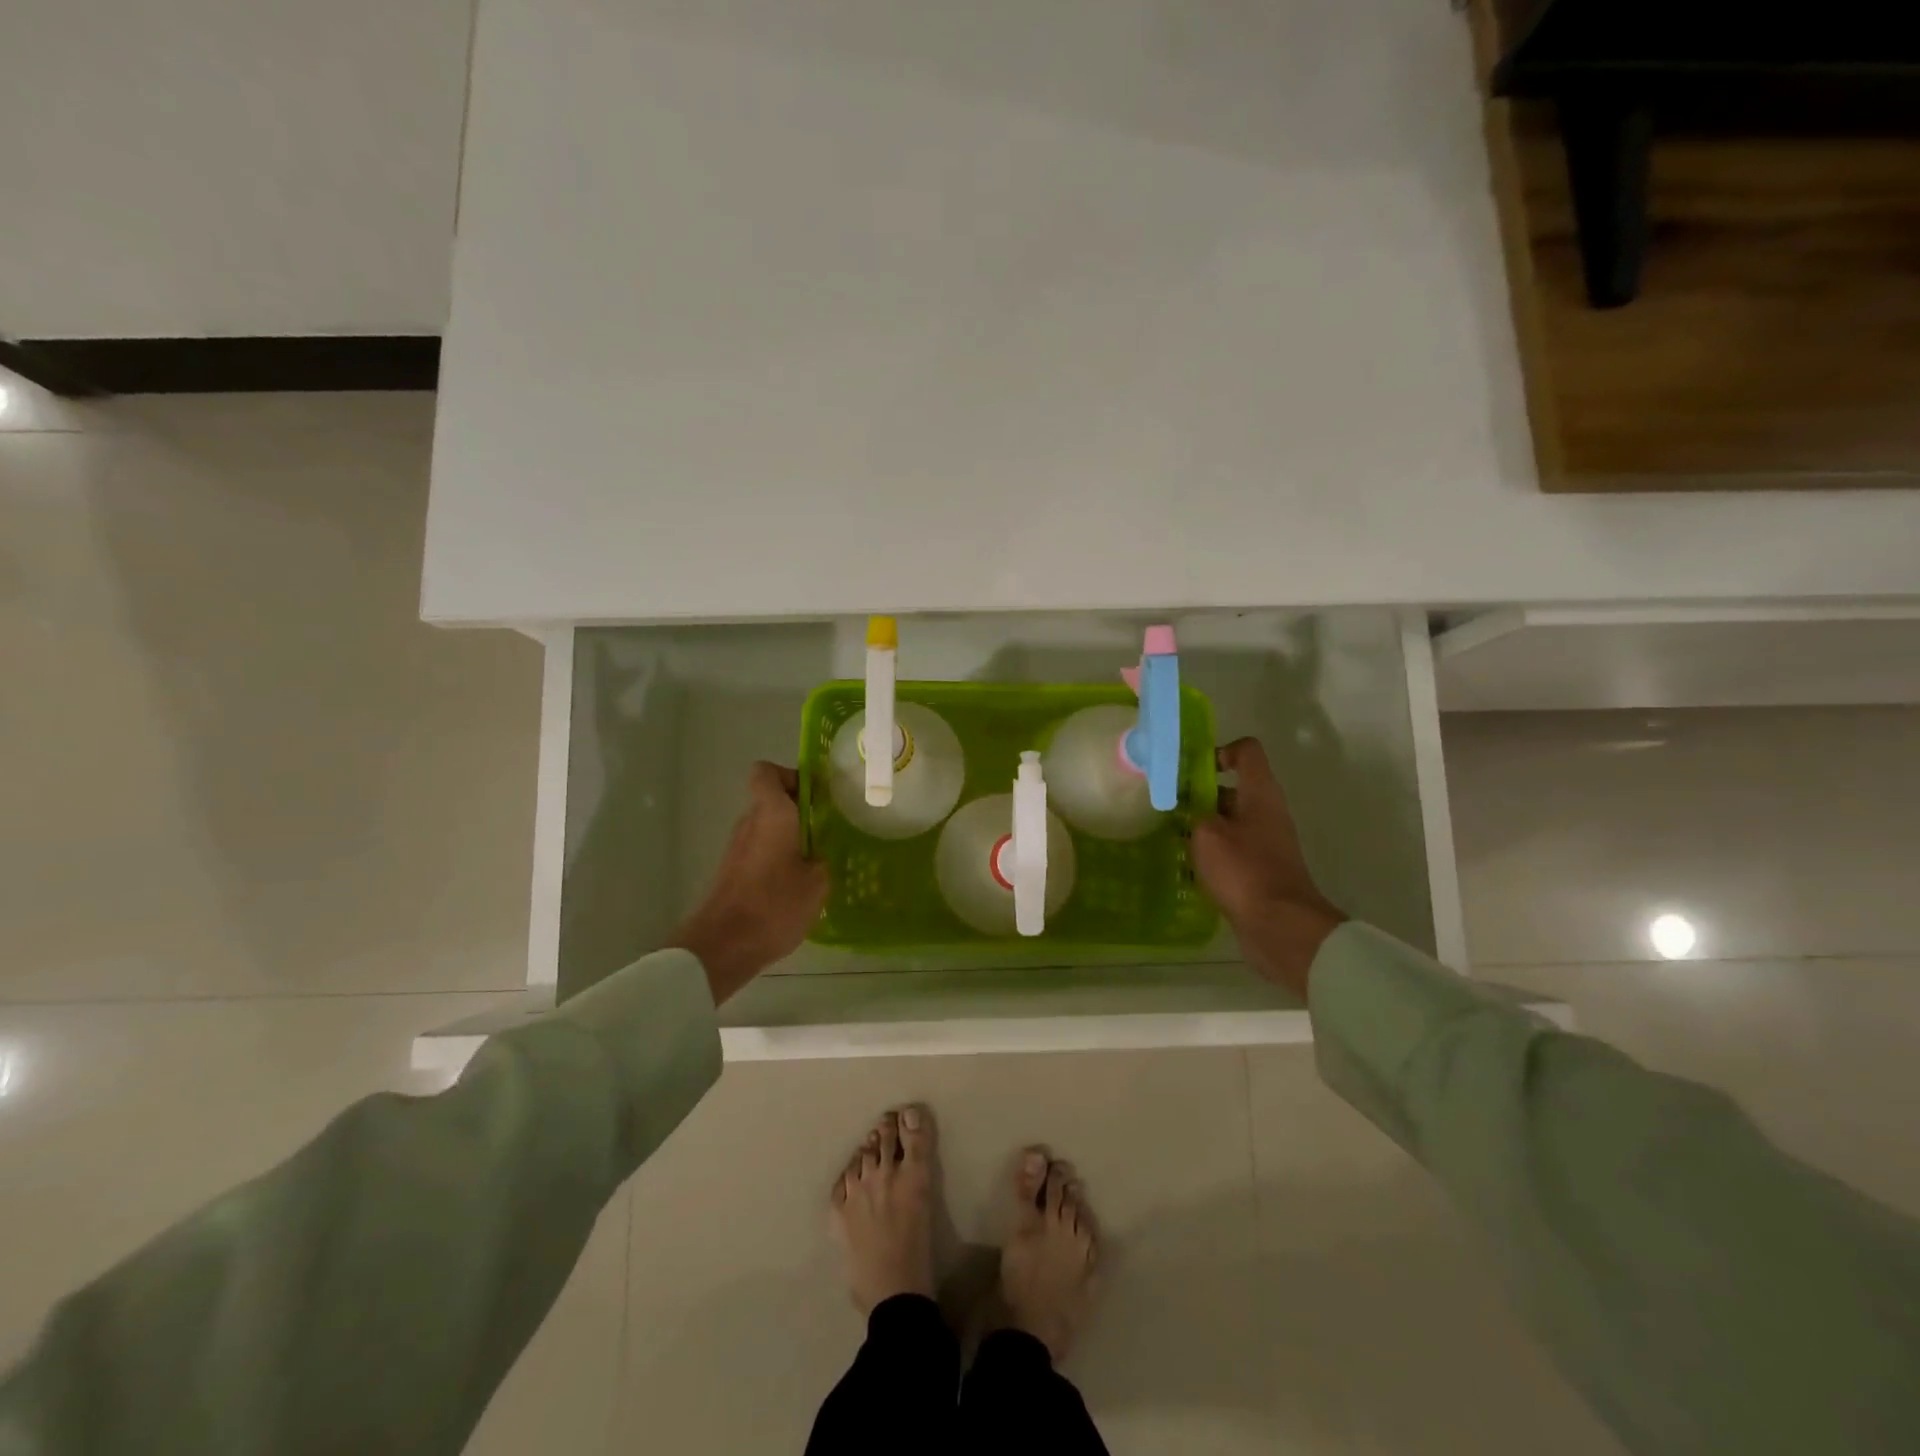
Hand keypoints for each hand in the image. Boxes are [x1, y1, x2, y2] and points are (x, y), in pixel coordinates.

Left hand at [669, 762, 829, 1004]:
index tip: (815, 796)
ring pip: (765, 827)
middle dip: (797, 810)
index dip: (790, 776)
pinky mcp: (732, 871)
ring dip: (788, 837)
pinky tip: (795, 884)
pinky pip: (759, 851)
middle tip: (826, 830)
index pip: (766, 772)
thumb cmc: (774, 905)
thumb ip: (822, 860)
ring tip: (815, 861)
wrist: (723, 945)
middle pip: (770, 800)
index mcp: (772, 814)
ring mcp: (736, 848)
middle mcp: (749, 823)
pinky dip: (776, 858)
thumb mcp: (817, 883)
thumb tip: (819, 855)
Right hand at [1191, 738, 1344, 998]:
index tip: (1191, 771)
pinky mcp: (1260, 870)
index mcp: (1260, 793)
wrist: (1280, 926)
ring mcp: (1265, 843)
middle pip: (1233, 788)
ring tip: (1172, 837)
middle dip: (1200, 794)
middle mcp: (1267, 812)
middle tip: (1169, 807)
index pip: (1246, 751)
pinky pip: (1232, 850)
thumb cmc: (1243, 870)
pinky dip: (1211, 853)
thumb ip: (1196, 814)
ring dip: (1202, 826)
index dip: (1219, 751)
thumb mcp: (1207, 834)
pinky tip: (1186, 867)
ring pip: (1229, 821)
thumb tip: (1196, 814)